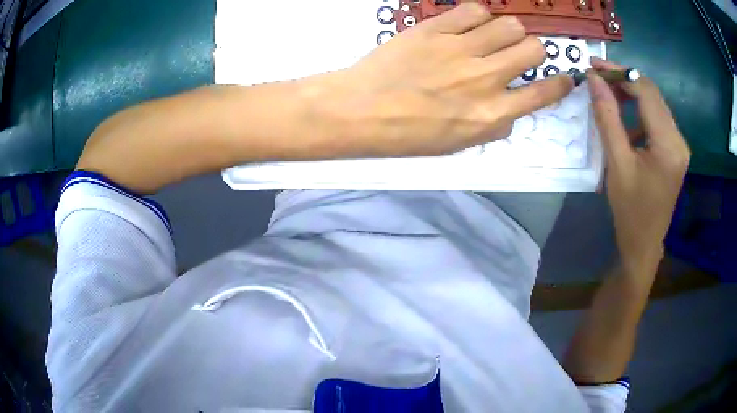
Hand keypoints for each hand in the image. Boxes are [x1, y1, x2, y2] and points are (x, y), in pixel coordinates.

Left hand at [320, 2, 573, 156]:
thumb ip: (492, 125)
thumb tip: (511, 110)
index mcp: (492, 114)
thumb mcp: (457, 144)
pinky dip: (478, 15)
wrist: (360, 112)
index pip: (543, 94)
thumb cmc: (407, 135)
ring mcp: (461, 50)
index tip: (564, 78)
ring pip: (509, 24)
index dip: (559, 84)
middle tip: (517, 52)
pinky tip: (468, 24)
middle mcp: (485, 79)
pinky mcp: (436, 30)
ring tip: (491, 37)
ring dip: (508, 30)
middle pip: (533, 48)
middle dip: (532, 50)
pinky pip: (474, 10)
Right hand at [588, 58, 689, 276]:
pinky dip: (639, 111)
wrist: (644, 244)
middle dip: (624, 80)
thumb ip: (607, 118)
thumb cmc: (630, 210)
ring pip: (654, 104)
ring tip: (607, 93)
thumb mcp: (617, 163)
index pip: (646, 92)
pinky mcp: (675, 150)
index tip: (593, 66)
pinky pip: (657, 119)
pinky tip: (624, 119)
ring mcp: (679, 145)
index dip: (619, 73)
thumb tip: (594, 80)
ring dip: (631, 94)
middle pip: (652, 94)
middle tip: (597, 77)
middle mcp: (679, 139)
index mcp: (669, 144)